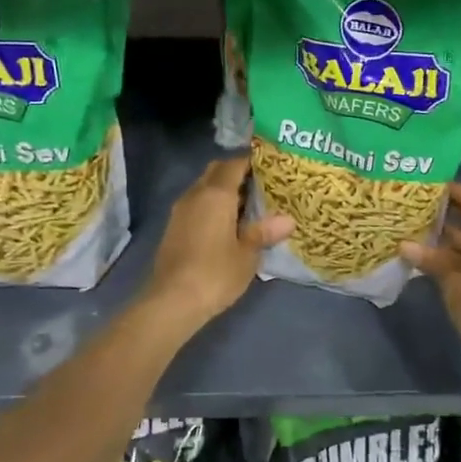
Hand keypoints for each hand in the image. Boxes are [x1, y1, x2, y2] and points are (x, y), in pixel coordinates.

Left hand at [142, 155, 291, 330]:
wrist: (172, 300)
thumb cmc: (215, 273)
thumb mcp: (247, 255)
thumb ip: (264, 232)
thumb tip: (288, 220)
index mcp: (216, 194)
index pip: (234, 164)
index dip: (253, 161)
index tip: (272, 165)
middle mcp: (195, 194)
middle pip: (216, 171)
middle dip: (237, 172)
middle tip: (262, 184)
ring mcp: (180, 210)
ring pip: (204, 187)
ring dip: (223, 190)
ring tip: (249, 204)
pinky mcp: (174, 227)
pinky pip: (196, 203)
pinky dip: (212, 205)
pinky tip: (228, 223)